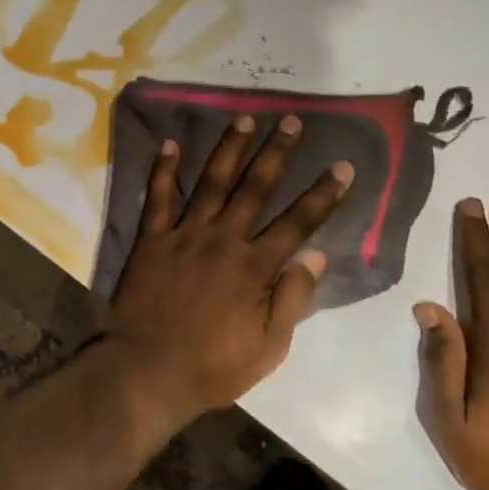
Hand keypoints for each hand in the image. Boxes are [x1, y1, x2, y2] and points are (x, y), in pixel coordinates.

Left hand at [106, 114, 351, 425]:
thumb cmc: (212, 367)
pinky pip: (157, 197)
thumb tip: (316, 254)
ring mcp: (184, 235)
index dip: (323, 194)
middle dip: (277, 153)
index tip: (343, 166)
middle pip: (255, 188)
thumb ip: (292, 298)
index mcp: (255, 267)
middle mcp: (223, 239)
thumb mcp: (267, 347)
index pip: (298, 222)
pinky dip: (163, 170)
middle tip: (291, 121)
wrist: (145, 371)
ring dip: (229, 149)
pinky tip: (169, 144)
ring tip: (244, 118)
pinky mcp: (151, 239)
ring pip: (211, 182)